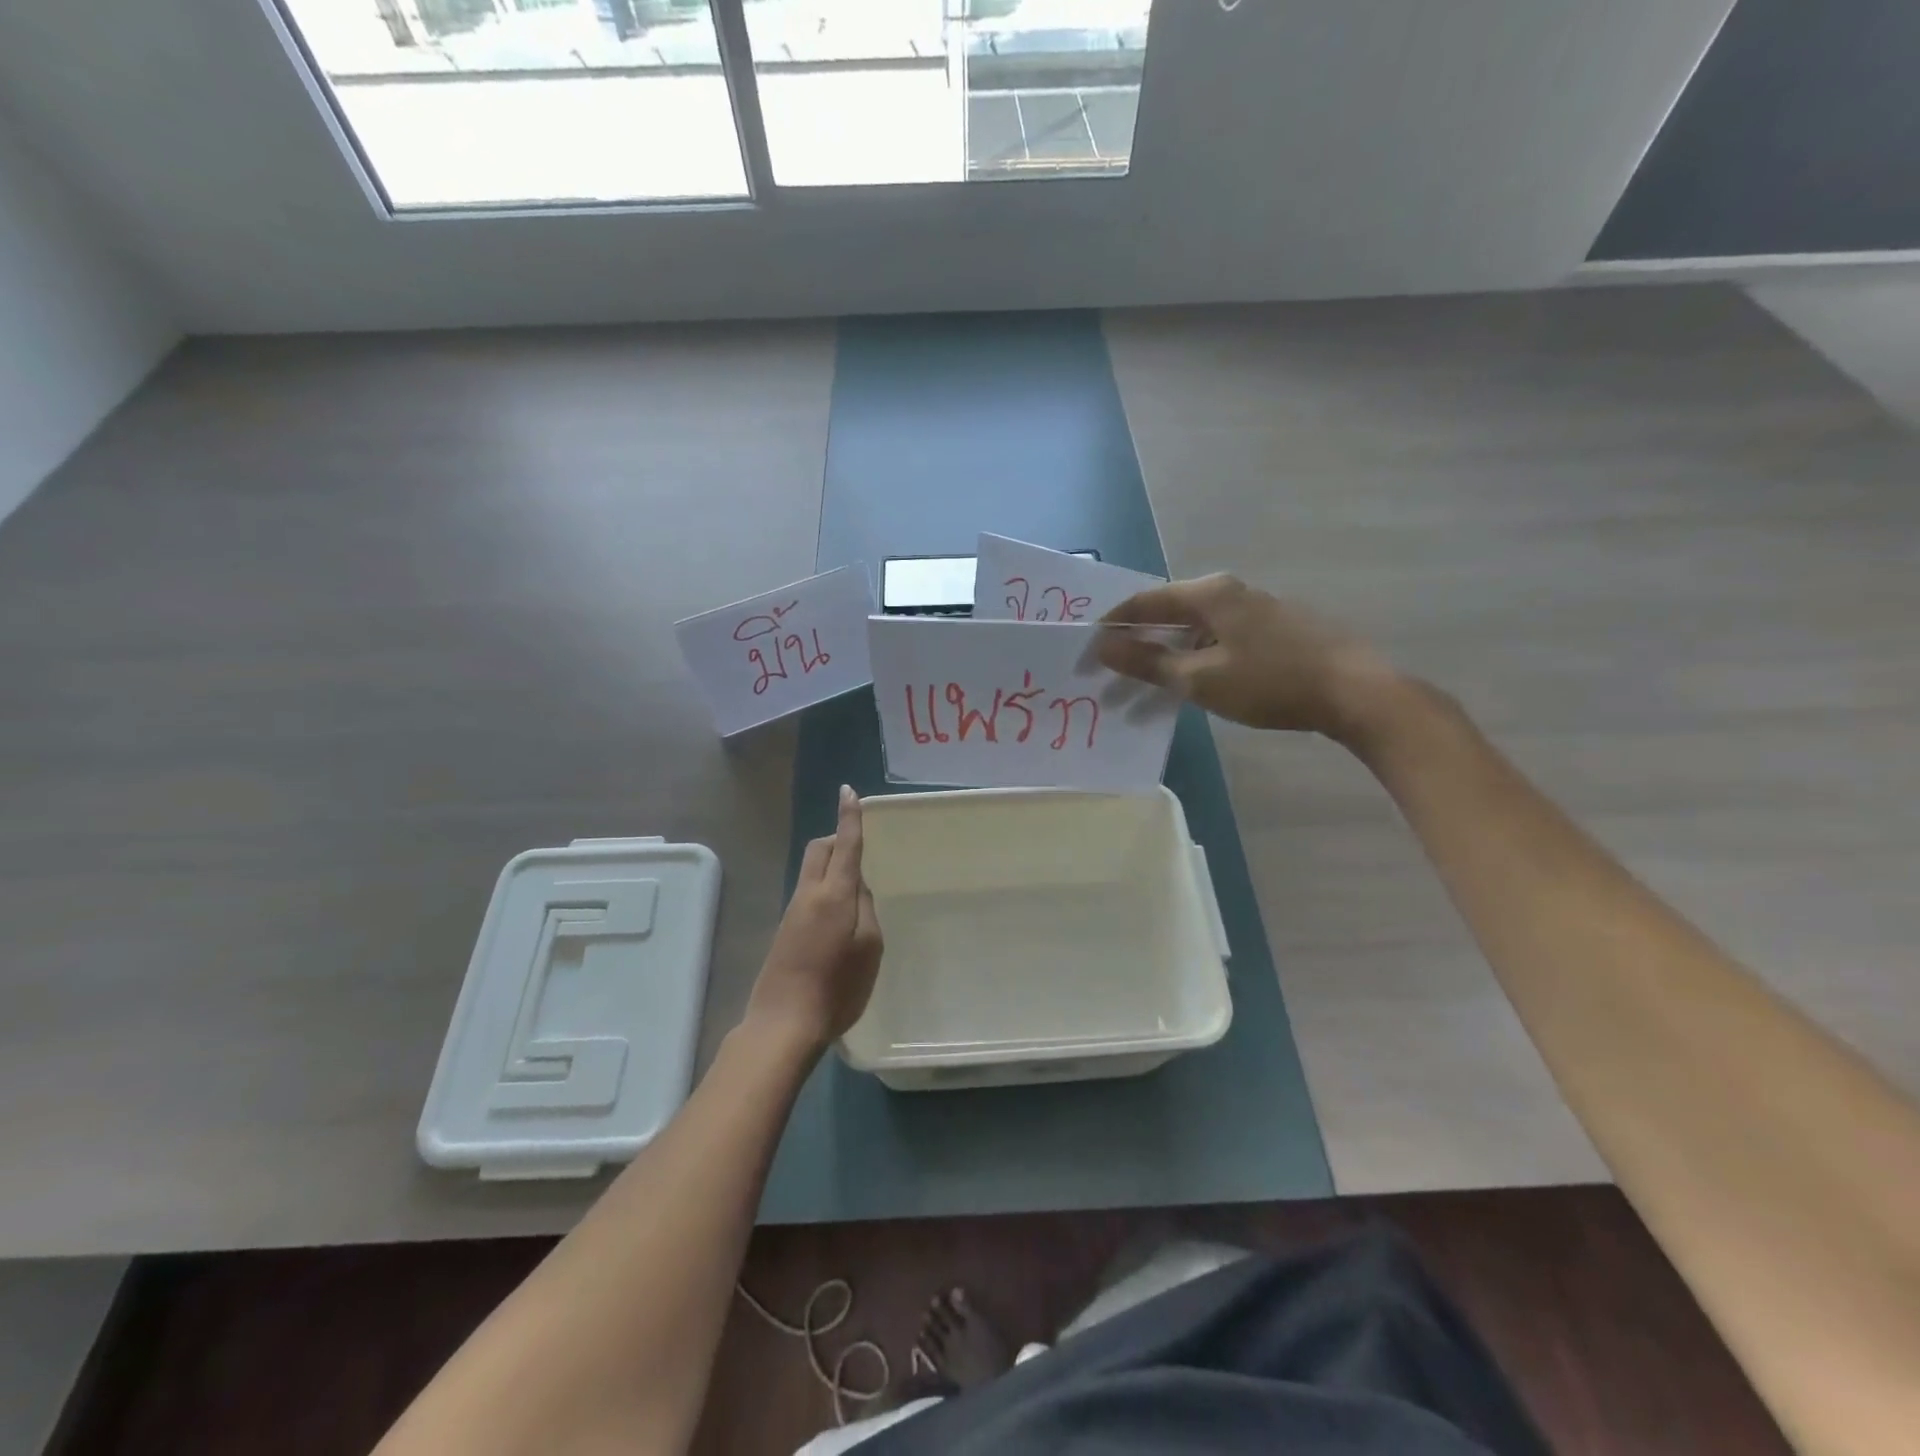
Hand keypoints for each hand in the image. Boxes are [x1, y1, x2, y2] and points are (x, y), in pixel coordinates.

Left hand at [745, 786, 883, 1054]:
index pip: (845, 845)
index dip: (849, 817)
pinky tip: (839, 919)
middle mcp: (808, 894)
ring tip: (856, 893)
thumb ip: (866, 908)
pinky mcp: (785, 931)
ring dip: (832, 867)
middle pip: (819, 849)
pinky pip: (808, 893)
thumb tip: (857, 887)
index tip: (849, 791)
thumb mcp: (869, 947)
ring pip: (812, 871)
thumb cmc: (837, 987)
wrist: (783, 1023)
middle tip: (859, 851)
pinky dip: (825, 889)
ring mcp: (792, 912)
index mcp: (833, 894)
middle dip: (837, 839)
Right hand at [1098, 574, 1399, 742]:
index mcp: (1208, 594)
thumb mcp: (1201, 678)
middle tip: (1111, 673)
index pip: (1143, 602)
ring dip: (1165, 654)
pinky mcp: (1272, 629)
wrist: (1355, 691)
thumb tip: (1101, 646)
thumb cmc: (1270, 682)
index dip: (1111, 626)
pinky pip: (1216, 638)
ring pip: (1193, 628)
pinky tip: (1190, 683)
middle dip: (1137, 643)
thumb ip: (1148, 662)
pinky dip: (1193, 657)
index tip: (1088, 652)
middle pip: (1168, 612)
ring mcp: (1254, 609)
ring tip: (1144, 686)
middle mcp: (1229, 592)